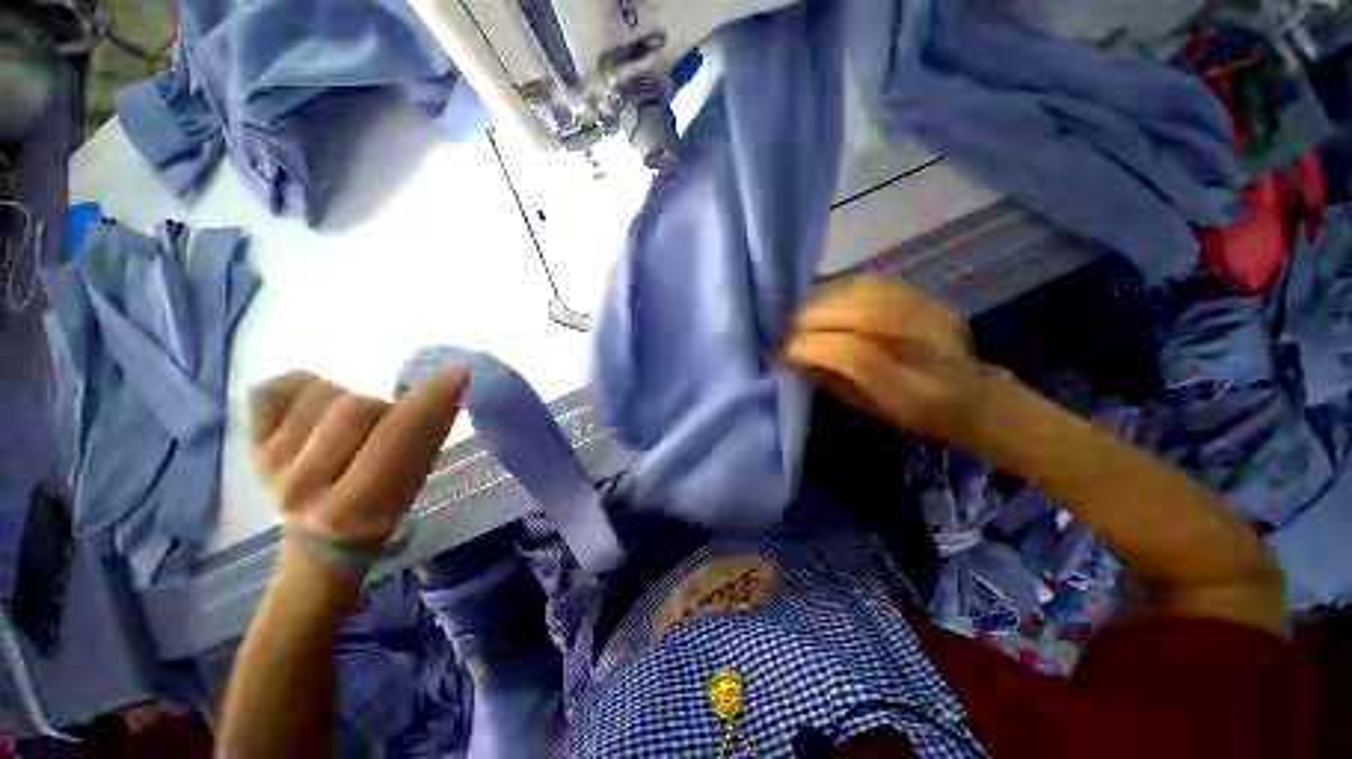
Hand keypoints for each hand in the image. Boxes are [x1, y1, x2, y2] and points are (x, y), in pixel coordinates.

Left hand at [249, 368, 468, 544]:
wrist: (321, 538)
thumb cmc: (384, 506)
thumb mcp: (417, 481)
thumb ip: (429, 434)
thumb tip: (454, 381)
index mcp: (358, 506)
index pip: (400, 437)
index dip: (432, 400)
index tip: (458, 374)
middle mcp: (304, 487)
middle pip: (357, 408)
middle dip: (385, 408)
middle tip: (388, 424)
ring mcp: (269, 464)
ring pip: (320, 394)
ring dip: (347, 399)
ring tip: (350, 424)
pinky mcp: (247, 444)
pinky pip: (272, 389)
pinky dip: (300, 388)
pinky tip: (314, 407)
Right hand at [783, 276, 1003, 445]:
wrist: (974, 394)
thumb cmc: (912, 413)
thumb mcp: (867, 409)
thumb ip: (830, 379)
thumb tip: (790, 354)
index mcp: (912, 389)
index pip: (854, 355)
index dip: (810, 348)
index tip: (780, 351)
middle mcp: (927, 345)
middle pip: (859, 313)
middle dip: (809, 319)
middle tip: (783, 329)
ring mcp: (930, 313)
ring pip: (864, 291)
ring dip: (820, 300)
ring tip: (797, 313)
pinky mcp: (925, 295)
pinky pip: (872, 281)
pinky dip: (838, 288)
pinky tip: (821, 298)